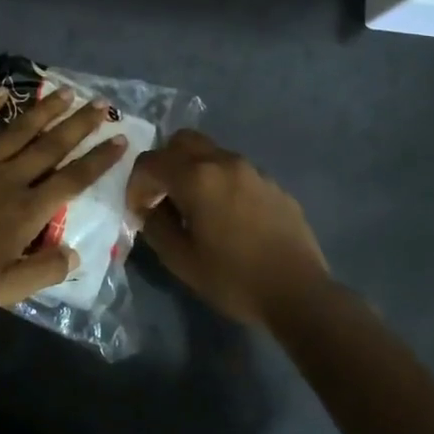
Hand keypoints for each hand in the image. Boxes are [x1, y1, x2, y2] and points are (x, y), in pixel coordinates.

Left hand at [0, 85, 128, 314]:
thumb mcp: (6, 289)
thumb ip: (45, 271)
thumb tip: (77, 255)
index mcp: (26, 210)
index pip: (73, 180)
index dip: (99, 160)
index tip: (120, 139)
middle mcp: (8, 178)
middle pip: (51, 146)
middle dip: (79, 125)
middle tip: (100, 104)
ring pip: (18, 130)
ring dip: (43, 110)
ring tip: (65, 92)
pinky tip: (1, 91)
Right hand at [126, 130, 330, 329]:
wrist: (298, 293)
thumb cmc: (233, 278)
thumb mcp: (180, 260)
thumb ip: (155, 227)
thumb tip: (149, 210)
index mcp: (196, 178)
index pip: (151, 162)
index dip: (135, 183)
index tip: (138, 209)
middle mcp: (224, 162)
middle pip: (182, 141)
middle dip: (164, 163)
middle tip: (161, 196)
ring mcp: (253, 170)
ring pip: (211, 153)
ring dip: (193, 171)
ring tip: (194, 208)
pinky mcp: (273, 184)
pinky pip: (235, 171)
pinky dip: (220, 182)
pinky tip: (226, 217)